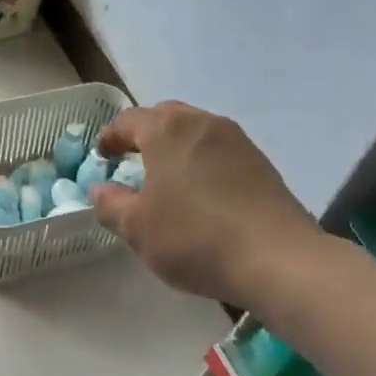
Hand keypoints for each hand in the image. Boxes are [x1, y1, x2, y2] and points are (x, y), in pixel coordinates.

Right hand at [89, 101, 321, 305]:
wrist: (276, 258)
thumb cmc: (194, 237)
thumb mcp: (137, 228)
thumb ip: (110, 204)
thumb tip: (100, 188)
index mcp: (167, 130)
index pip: (128, 121)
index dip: (110, 137)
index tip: (102, 156)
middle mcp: (203, 123)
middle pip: (165, 117)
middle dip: (144, 135)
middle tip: (131, 161)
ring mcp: (237, 140)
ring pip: (196, 132)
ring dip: (175, 148)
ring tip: (166, 178)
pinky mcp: (260, 163)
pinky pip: (219, 152)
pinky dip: (201, 162)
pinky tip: (200, 193)